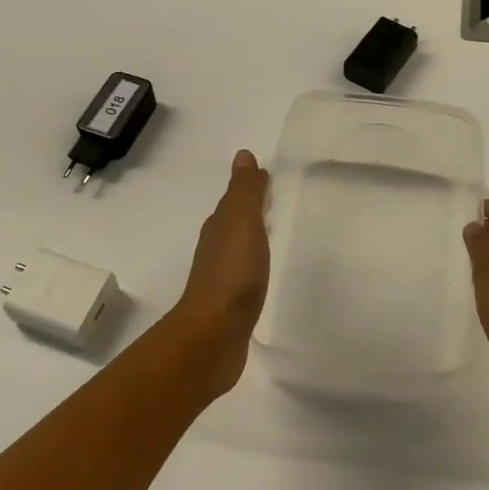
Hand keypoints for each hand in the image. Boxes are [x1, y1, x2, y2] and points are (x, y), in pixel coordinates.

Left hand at [170, 150, 270, 394]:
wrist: (214, 334)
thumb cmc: (232, 272)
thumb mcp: (241, 222)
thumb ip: (244, 191)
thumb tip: (243, 155)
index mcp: (219, 226)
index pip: (234, 200)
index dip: (249, 188)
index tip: (268, 177)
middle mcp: (216, 248)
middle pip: (234, 222)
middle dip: (250, 210)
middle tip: (274, 200)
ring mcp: (222, 278)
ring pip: (238, 248)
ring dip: (251, 238)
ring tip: (273, 233)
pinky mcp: (230, 305)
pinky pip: (244, 274)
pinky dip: (253, 265)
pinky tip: (263, 271)